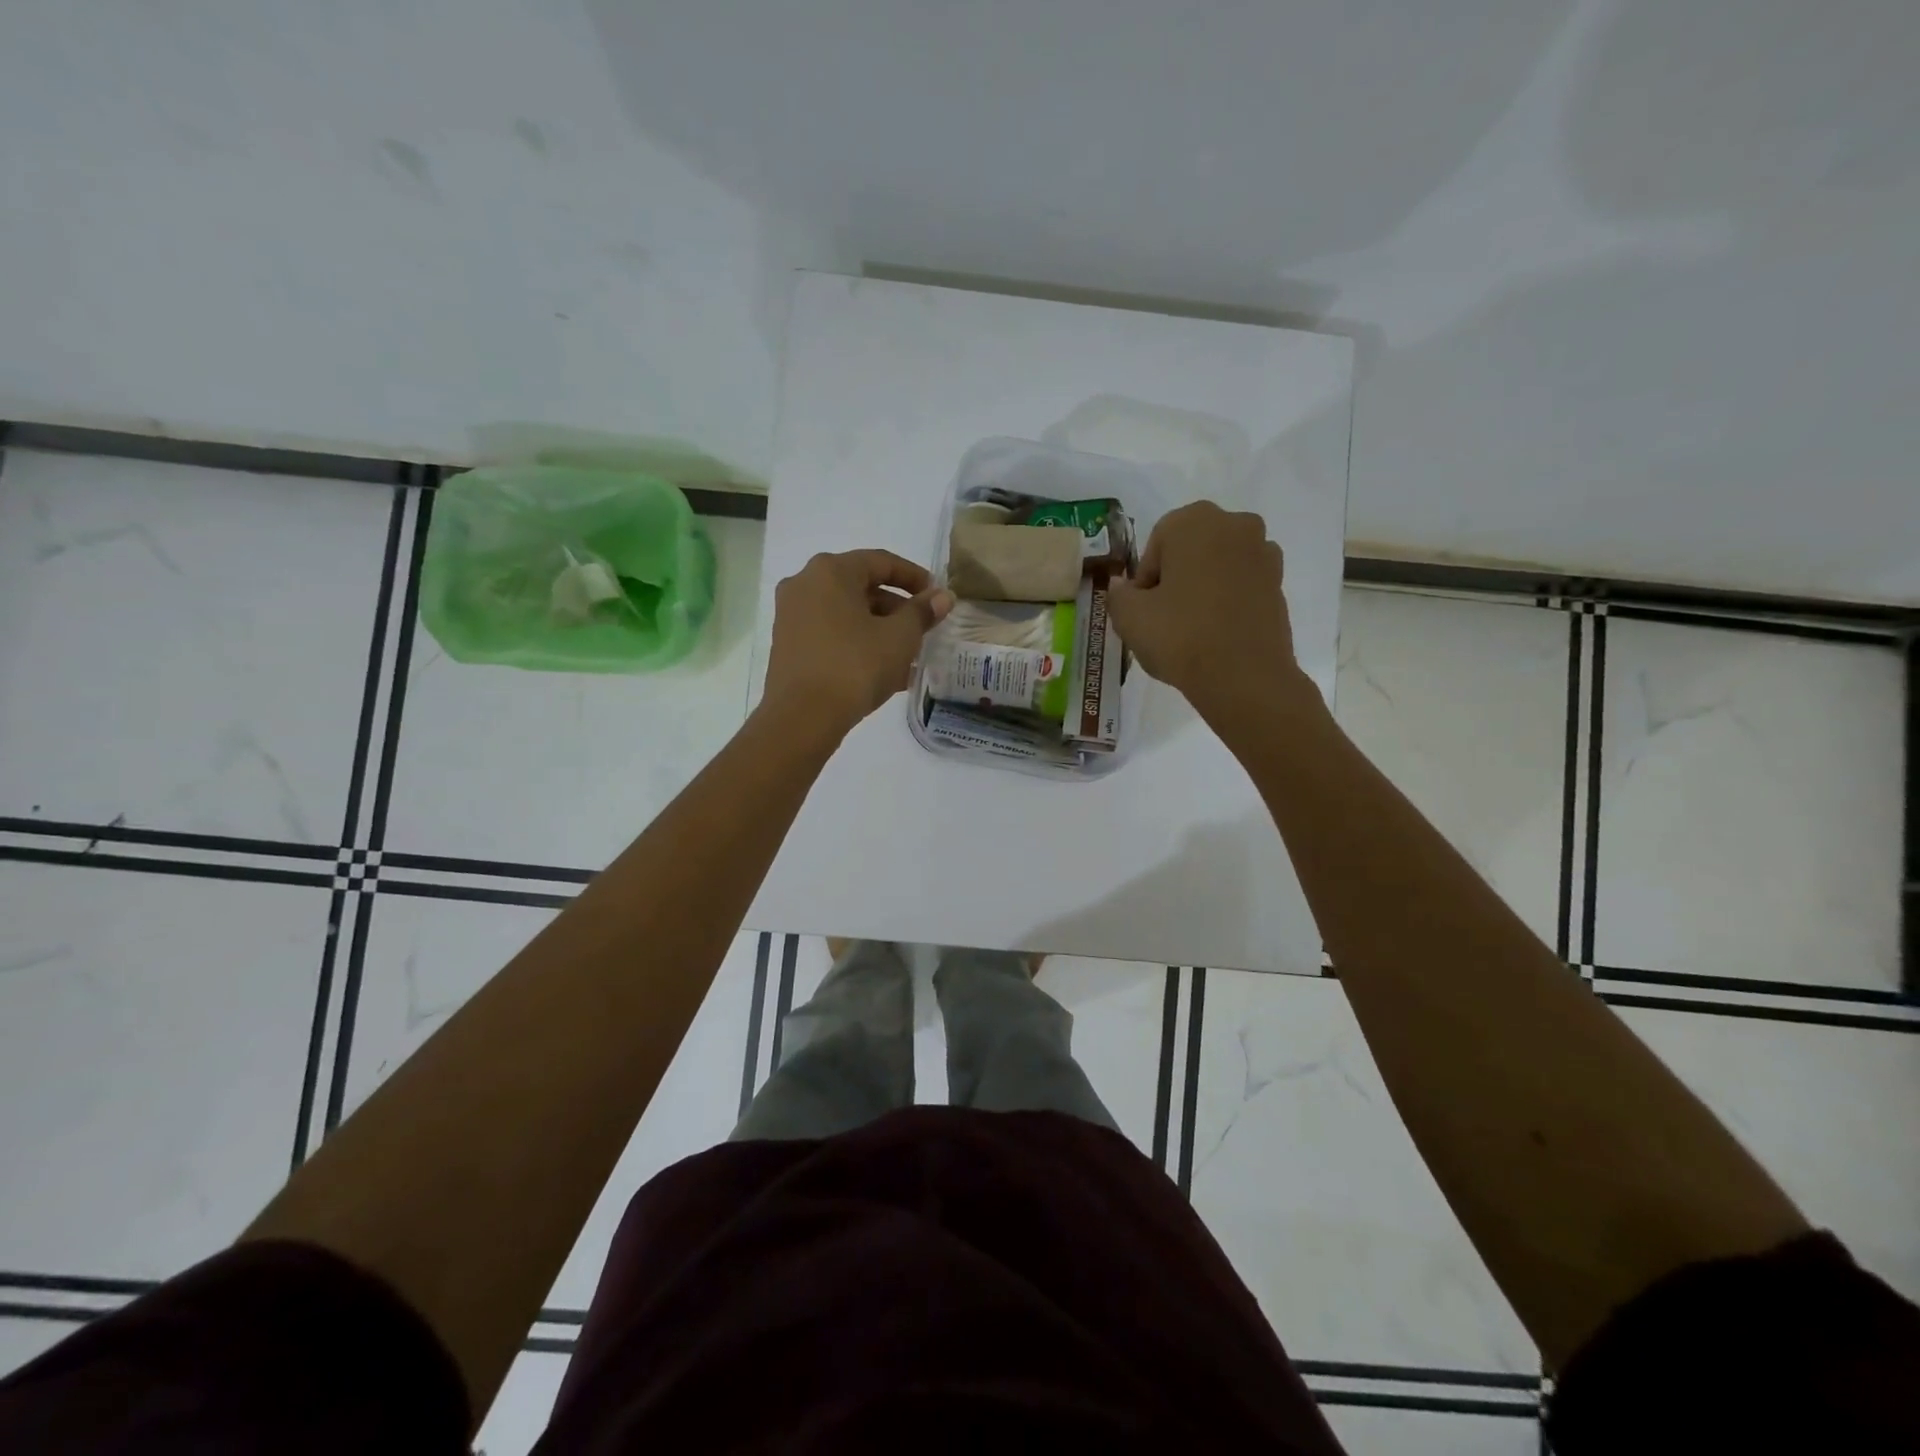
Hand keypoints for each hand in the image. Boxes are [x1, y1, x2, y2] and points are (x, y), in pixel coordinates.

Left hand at [761, 549, 953, 741]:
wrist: (802, 717)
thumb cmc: (855, 666)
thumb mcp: (900, 637)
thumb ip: (922, 612)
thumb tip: (942, 597)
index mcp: (831, 571)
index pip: (881, 562)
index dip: (914, 577)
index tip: (936, 596)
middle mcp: (804, 584)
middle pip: (861, 587)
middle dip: (896, 608)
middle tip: (923, 629)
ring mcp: (791, 615)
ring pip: (846, 614)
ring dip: (879, 629)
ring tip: (909, 656)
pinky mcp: (787, 645)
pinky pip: (831, 634)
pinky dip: (857, 643)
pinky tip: (883, 670)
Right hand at [1107, 501, 1305, 720]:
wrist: (1244, 677)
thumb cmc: (1180, 636)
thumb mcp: (1129, 617)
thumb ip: (1118, 594)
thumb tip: (1123, 587)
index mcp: (1194, 521)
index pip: (1156, 544)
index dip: (1145, 579)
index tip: (1143, 609)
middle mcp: (1235, 525)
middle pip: (1190, 550)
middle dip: (1176, 577)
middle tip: (1164, 617)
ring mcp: (1263, 554)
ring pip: (1218, 567)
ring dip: (1203, 587)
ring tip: (1192, 627)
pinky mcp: (1279, 584)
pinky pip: (1241, 586)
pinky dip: (1227, 601)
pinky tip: (1216, 633)